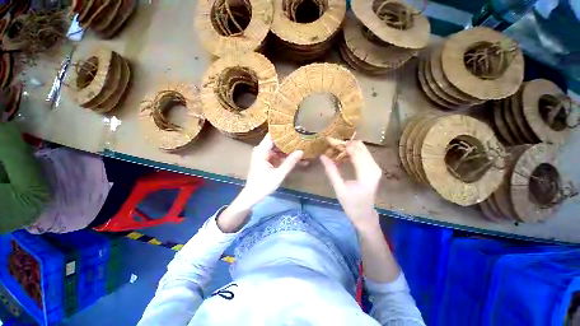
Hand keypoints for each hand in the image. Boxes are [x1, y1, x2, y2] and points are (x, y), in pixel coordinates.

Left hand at [239, 133, 302, 206]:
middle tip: (302, 137)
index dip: (283, 131)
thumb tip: (301, 151)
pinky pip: (277, 155)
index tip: (295, 128)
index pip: (272, 136)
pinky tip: (296, 158)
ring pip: (278, 149)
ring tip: (302, 147)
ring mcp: (264, 155)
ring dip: (288, 150)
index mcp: (261, 151)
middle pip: (276, 142)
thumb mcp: (278, 174)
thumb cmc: (263, 185)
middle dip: (288, 141)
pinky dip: (285, 157)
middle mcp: (262, 150)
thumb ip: (290, 162)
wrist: (252, 196)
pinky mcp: (267, 161)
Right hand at [320, 140, 381, 230]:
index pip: (355, 152)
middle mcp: (374, 168)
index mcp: (366, 174)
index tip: (330, 141)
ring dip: (349, 148)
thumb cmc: (351, 204)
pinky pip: (364, 154)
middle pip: (360, 147)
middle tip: (332, 146)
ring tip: (336, 151)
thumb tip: (323, 156)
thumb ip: (331, 171)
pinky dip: (353, 153)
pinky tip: (343, 156)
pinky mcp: (374, 168)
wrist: (365, 215)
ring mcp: (376, 167)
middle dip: (346, 144)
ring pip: (363, 149)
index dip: (342, 145)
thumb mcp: (339, 188)